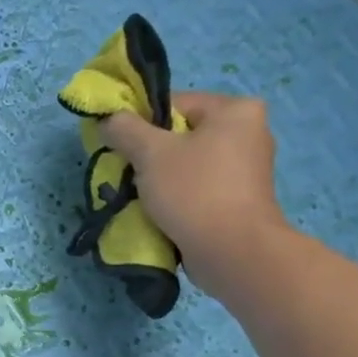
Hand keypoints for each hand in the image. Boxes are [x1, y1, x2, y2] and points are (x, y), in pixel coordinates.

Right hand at [101, 93, 287, 298]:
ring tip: (142, 197)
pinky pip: (199, 187)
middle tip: (128, 175)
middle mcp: (249, 132)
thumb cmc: (194, 192)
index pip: (174, 103)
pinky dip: (178, 196)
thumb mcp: (150, 153)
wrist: (233, 252)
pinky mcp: (241, 199)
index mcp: (234, 110)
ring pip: (188, 163)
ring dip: (161, 179)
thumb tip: (108, 119)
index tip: (120, 148)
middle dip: (150, 155)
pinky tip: (161, 213)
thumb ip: (125, 129)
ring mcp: (247, 168)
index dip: (140, 123)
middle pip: (181, 134)